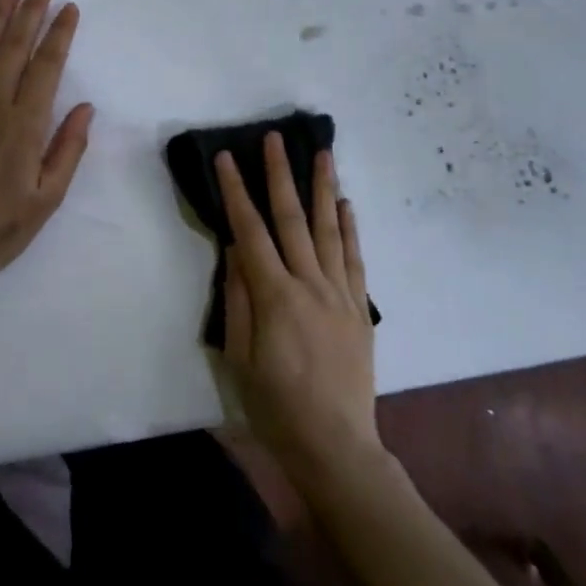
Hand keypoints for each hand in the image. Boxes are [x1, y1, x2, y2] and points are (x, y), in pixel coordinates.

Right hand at [215, 133, 380, 486]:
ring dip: (323, 188)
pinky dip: (350, 228)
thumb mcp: (240, 357)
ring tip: (321, 153)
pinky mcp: (359, 309)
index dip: (235, 192)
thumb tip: (235, 251)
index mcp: (274, 297)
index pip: (250, 231)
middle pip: (292, 219)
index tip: (226, 158)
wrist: (336, 446)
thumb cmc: (276, 407)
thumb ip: (238, 300)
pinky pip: (354, 260)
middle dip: (279, 175)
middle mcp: (310, 285)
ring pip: (330, 230)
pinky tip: (346, 204)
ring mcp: (340, 295)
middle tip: (274, 139)